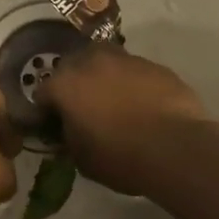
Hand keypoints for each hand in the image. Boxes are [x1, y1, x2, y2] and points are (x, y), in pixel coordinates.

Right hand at [40, 44, 211, 195]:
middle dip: (73, 84)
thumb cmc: (120, 157)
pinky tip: (142, 104)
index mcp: (66, 84)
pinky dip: (132, 83)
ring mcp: (126, 59)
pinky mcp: (155, 65)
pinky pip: (134, 71)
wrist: (176, 148)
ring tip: (114, 102)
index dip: (46, 111)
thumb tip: (69, 129)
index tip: (53, 125)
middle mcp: (92, 62)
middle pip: (72, 66)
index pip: (42, 93)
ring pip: (105, 62)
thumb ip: (69, 137)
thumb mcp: (82, 158)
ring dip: (103, 77)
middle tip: (82, 108)